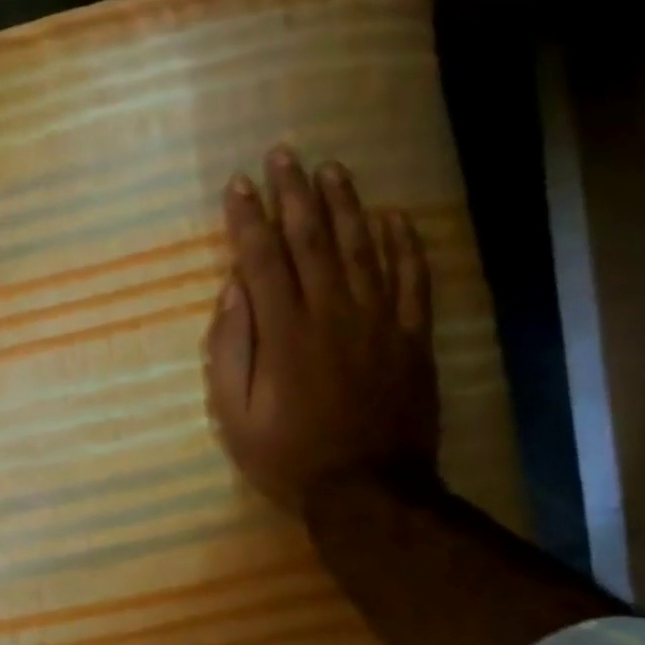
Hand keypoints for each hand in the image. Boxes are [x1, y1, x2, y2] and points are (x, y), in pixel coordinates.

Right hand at [204, 147, 438, 513]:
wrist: (368, 489)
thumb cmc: (286, 455)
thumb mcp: (235, 413)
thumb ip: (231, 349)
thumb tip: (234, 292)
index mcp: (285, 332)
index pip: (262, 259)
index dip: (248, 218)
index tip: (238, 184)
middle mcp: (332, 313)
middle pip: (312, 240)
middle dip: (293, 194)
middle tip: (284, 155)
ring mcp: (379, 321)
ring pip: (363, 248)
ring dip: (344, 205)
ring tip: (331, 169)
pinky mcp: (412, 337)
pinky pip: (412, 279)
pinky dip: (404, 244)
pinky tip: (394, 217)